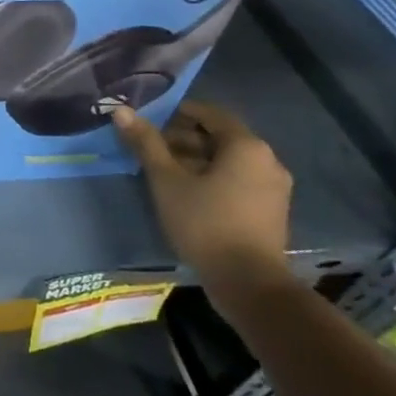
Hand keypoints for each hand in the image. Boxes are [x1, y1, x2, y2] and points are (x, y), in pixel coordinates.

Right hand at [115, 100, 293, 292]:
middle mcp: (267, 160)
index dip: (176, 113)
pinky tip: (187, 192)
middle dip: (183, 138)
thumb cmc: (205, 222)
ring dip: (196, 159)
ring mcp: (273, 187)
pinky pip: (239, 180)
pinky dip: (213, 177)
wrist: (249, 284)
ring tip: (163, 172)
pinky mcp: (271, 210)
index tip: (149, 122)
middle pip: (219, 136)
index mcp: (246, 146)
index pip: (209, 113)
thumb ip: (146, 143)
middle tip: (151, 149)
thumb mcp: (166, 180)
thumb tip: (121, 111)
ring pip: (228, 160)